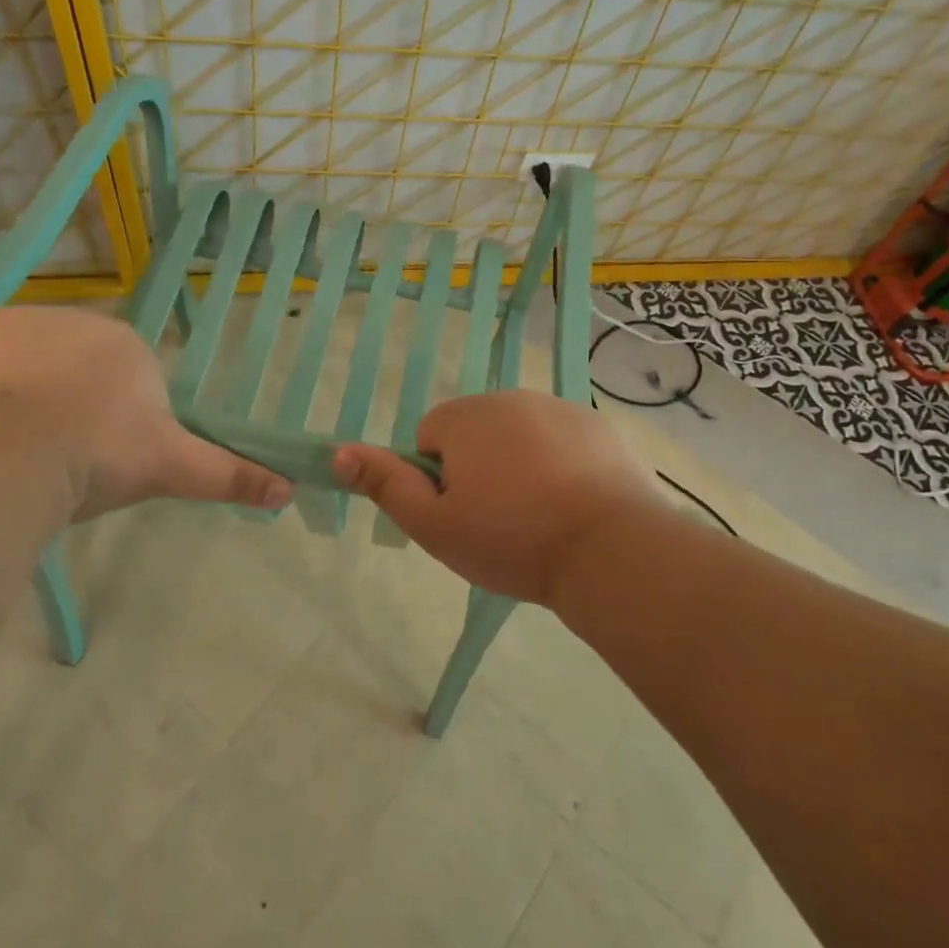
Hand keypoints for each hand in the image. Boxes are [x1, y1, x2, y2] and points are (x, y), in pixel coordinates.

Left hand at [0, 308, 293, 520]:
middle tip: (63, 456)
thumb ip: (229, 475)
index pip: (127, 376)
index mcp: (127, 344)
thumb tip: (290, 491)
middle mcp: (77, 320)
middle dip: (74, 402)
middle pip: (79, 365)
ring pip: (30, 362)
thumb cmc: (100, 456)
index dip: (116, 418)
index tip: (104, 456)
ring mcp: (19, 322)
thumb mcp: (171, 468)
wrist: (9, 456)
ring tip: (20, 448)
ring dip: (28, 394)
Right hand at [333, 391, 662, 606]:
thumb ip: (386, 485)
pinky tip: (574, 504)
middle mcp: (510, 398)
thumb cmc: (512, 539)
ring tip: (540, 516)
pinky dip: (558, 463)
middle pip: (475, 432)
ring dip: (519, 465)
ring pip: (519, 436)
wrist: (609, 549)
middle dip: (478, 468)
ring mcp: (558, 407)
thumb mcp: (435, 525)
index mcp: (466, 417)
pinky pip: (560, 441)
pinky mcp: (596, 426)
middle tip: (500, 520)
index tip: (463, 515)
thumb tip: (338, 453)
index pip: (429, 437)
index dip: (438, 480)